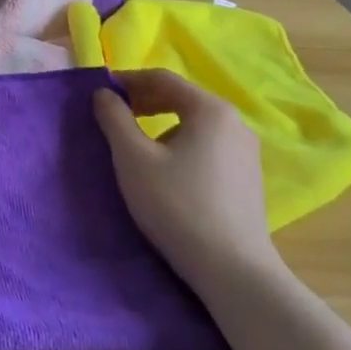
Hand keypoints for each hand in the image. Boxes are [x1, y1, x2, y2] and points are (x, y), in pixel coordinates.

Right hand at [94, 70, 279, 290]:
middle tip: (115, 116)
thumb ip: (114, 118)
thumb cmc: (177, 206)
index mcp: (210, 109)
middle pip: (182, 98)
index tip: (102, 92)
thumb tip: (104, 94)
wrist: (234, 271)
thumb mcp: (133, 158)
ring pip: (195, 124)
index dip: (128, 80)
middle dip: (145, 102)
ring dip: (162, 125)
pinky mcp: (248, 178)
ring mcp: (246, 152)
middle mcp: (235, 123)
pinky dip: (182, 145)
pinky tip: (167, 171)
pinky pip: (208, 145)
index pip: (163, 78)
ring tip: (137, 146)